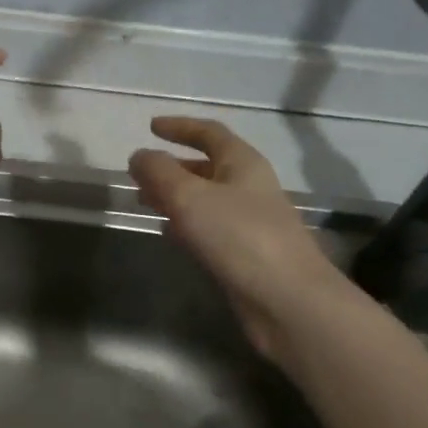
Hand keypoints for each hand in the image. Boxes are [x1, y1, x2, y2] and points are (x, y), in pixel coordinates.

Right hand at [128, 117, 343, 359]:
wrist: (287, 300)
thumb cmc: (239, 237)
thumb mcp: (190, 196)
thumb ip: (159, 172)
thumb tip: (139, 156)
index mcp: (243, 164)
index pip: (210, 133)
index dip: (180, 127)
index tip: (151, 126)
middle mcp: (249, 188)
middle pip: (207, 167)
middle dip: (172, 166)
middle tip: (140, 173)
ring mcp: (249, 222)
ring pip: (206, 199)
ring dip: (175, 196)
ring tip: (144, 202)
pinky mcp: (245, 254)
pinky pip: (209, 228)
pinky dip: (185, 224)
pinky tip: (168, 233)